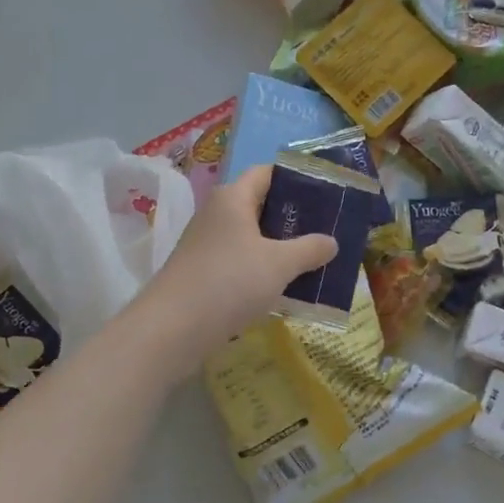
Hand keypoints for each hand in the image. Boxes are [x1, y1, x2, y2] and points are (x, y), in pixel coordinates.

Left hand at [133, 166, 338, 362]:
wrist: (171, 329)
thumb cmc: (229, 282)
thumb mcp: (279, 264)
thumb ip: (309, 249)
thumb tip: (332, 242)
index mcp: (233, 198)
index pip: (266, 173)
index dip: (295, 178)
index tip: (325, 193)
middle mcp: (216, 214)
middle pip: (260, 204)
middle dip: (292, 217)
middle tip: (326, 229)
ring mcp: (206, 244)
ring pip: (250, 237)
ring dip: (279, 247)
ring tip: (312, 259)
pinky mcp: (202, 272)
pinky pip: (239, 262)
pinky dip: (261, 269)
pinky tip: (283, 287)